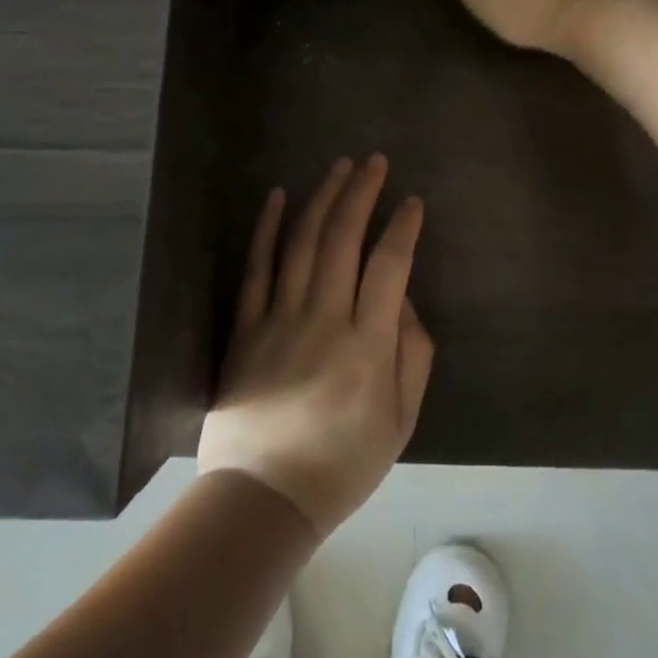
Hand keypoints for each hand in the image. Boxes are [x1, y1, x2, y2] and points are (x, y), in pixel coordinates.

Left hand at [198, 156, 434, 540]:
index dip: (403, 228)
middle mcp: (323, 320)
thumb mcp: (400, 420)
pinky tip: (277, 196)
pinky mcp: (245, 327)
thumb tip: (403, 299)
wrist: (263, 497)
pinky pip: (256, 268)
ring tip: (339, 166)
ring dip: (323, 198)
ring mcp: (278, 319)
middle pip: (343, 240)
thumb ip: (413, 355)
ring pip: (303, 243)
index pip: (389, 267)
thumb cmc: (342, 463)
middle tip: (374, 161)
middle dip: (361, 193)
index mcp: (367, 346)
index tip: (412, 201)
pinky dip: (266, 228)